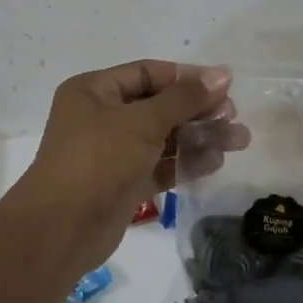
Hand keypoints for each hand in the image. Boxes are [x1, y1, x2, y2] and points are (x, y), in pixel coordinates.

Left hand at [2, 60, 245, 272]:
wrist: (62, 229)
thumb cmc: (98, 160)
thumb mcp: (142, 122)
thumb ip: (185, 98)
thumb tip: (223, 74)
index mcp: (94, 90)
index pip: (147, 73)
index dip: (186, 77)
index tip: (224, 85)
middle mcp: (101, 116)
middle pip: (159, 105)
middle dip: (198, 110)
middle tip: (234, 116)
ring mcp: (113, 152)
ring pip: (163, 138)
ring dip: (199, 137)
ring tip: (240, 140)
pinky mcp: (124, 183)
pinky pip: (160, 165)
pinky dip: (185, 162)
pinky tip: (217, 162)